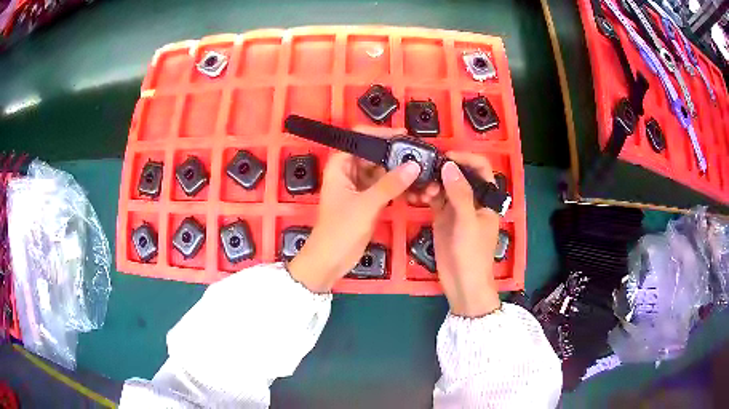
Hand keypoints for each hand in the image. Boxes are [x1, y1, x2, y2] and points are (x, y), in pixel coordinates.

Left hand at [288, 149, 419, 292]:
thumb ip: (390, 184)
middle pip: (375, 154)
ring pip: (383, 171)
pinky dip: (399, 187)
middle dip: (397, 156)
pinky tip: (416, 189)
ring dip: (401, 173)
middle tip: (421, 157)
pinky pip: (386, 187)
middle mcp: (350, 171)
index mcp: (340, 165)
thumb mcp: (366, 205)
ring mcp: (360, 186)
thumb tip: (414, 166)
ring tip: (423, 175)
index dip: (381, 135)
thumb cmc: (340, 230)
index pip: (361, 139)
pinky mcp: (369, 200)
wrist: (331, 260)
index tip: (404, 137)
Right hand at [421, 152, 500, 316]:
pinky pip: (434, 199)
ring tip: (423, 192)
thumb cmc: (473, 254)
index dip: (465, 158)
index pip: (480, 167)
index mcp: (486, 198)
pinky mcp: (442, 217)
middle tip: (427, 173)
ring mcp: (456, 208)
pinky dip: (426, 194)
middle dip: (444, 170)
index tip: (445, 157)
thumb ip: (459, 193)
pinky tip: (417, 196)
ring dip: (433, 182)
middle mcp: (472, 198)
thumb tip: (448, 165)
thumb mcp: (468, 223)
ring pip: (444, 185)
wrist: (462, 283)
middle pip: (459, 173)